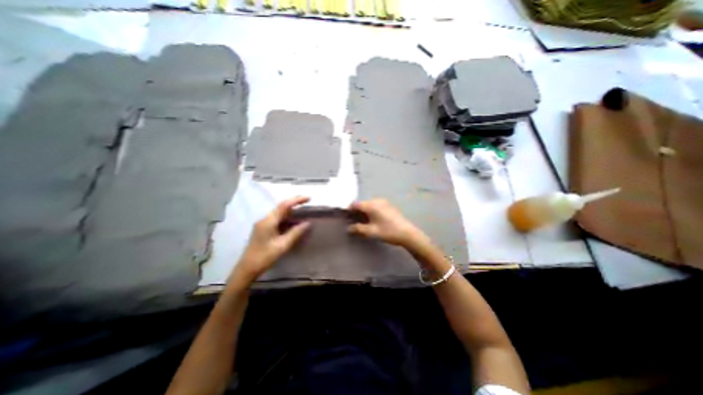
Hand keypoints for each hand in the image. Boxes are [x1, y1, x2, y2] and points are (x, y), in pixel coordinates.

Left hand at [231, 197, 308, 287]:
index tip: (308, 198)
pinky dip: (286, 217)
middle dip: (294, 202)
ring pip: (279, 212)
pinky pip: (277, 219)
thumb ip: (295, 233)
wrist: (247, 268)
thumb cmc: (265, 257)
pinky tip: (293, 221)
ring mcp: (263, 223)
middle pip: (281, 206)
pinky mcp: (263, 228)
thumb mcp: (283, 245)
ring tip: (302, 209)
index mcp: (269, 221)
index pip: (284, 206)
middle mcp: (265, 219)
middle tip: (306, 200)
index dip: (297, 200)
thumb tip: (308, 223)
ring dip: (291, 209)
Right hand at [346, 198, 427, 248]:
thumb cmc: (388, 231)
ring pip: (369, 204)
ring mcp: (384, 202)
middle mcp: (377, 200)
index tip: (346, 217)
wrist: (407, 233)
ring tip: (363, 221)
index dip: (349, 209)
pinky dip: (371, 211)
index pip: (355, 204)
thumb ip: (358, 229)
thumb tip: (349, 228)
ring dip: (364, 211)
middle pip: (362, 203)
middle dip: (357, 211)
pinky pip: (376, 205)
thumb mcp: (371, 232)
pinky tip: (373, 219)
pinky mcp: (389, 205)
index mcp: (371, 205)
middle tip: (354, 221)